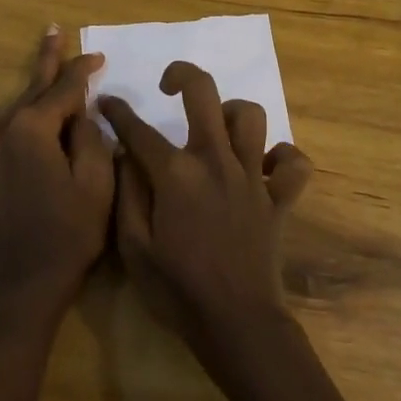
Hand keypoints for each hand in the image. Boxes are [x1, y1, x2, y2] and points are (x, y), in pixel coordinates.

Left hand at [0, 28, 113, 324]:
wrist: (25, 290)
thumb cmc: (70, 237)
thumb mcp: (97, 186)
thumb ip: (91, 141)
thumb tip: (82, 115)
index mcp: (35, 132)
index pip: (65, 91)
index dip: (82, 73)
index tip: (96, 59)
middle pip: (27, 91)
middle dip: (44, 60)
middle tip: (50, 30)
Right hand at [100, 62, 313, 356]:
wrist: (237, 325)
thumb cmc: (177, 290)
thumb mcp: (133, 248)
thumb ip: (126, 194)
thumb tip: (123, 155)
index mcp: (176, 174)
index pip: (138, 129)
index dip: (118, 111)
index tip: (106, 102)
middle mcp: (216, 161)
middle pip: (204, 94)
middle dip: (182, 75)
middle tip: (168, 86)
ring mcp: (252, 177)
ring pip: (251, 116)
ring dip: (231, 113)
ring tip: (216, 129)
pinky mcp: (278, 198)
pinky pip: (293, 163)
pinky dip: (282, 157)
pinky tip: (263, 166)